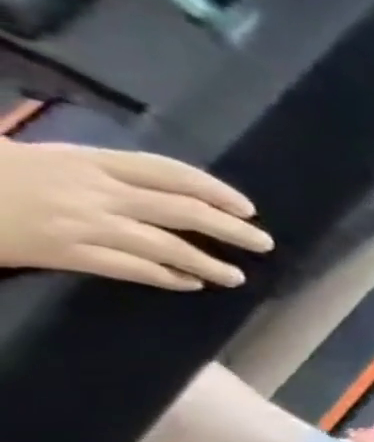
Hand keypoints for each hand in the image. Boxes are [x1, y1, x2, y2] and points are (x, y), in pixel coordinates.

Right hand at [0, 140, 273, 288]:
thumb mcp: (41, 157)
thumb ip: (98, 172)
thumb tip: (154, 192)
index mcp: (87, 160)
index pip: (169, 173)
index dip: (215, 190)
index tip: (247, 208)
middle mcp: (94, 190)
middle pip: (182, 210)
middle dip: (230, 228)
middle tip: (263, 244)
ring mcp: (81, 223)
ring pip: (165, 245)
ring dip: (206, 262)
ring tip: (236, 275)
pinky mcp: (63, 252)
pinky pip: (130, 268)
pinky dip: (166, 276)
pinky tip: (189, 284)